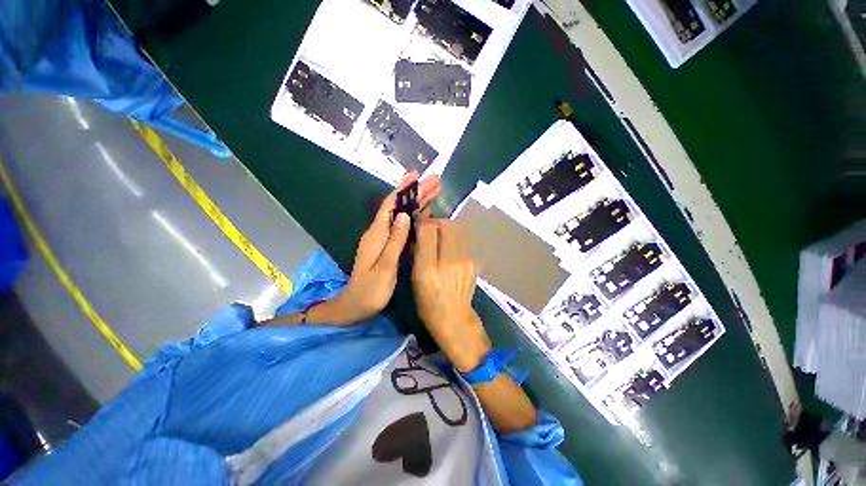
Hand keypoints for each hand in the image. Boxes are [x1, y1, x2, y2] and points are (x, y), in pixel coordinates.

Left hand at [336, 171, 440, 322]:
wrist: (357, 305)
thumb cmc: (370, 290)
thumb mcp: (384, 267)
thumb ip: (394, 241)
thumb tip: (403, 215)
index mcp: (377, 234)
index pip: (391, 204)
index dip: (403, 189)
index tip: (416, 175)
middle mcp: (379, 232)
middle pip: (398, 206)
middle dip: (416, 193)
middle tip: (434, 181)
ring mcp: (384, 239)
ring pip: (402, 215)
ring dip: (418, 203)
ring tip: (434, 192)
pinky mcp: (388, 246)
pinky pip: (404, 226)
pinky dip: (415, 217)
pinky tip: (425, 213)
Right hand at [412, 219, 491, 372]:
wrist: (454, 317)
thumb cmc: (428, 301)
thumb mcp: (415, 278)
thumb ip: (418, 252)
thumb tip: (420, 231)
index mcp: (430, 268)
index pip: (428, 231)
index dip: (422, 223)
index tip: (418, 224)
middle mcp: (450, 261)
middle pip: (446, 225)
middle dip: (436, 222)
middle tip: (430, 228)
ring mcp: (466, 260)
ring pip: (457, 230)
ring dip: (447, 228)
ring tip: (440, 236)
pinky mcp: (474, 262)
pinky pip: (463, 240)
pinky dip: (454, 238)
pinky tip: (450, 248)